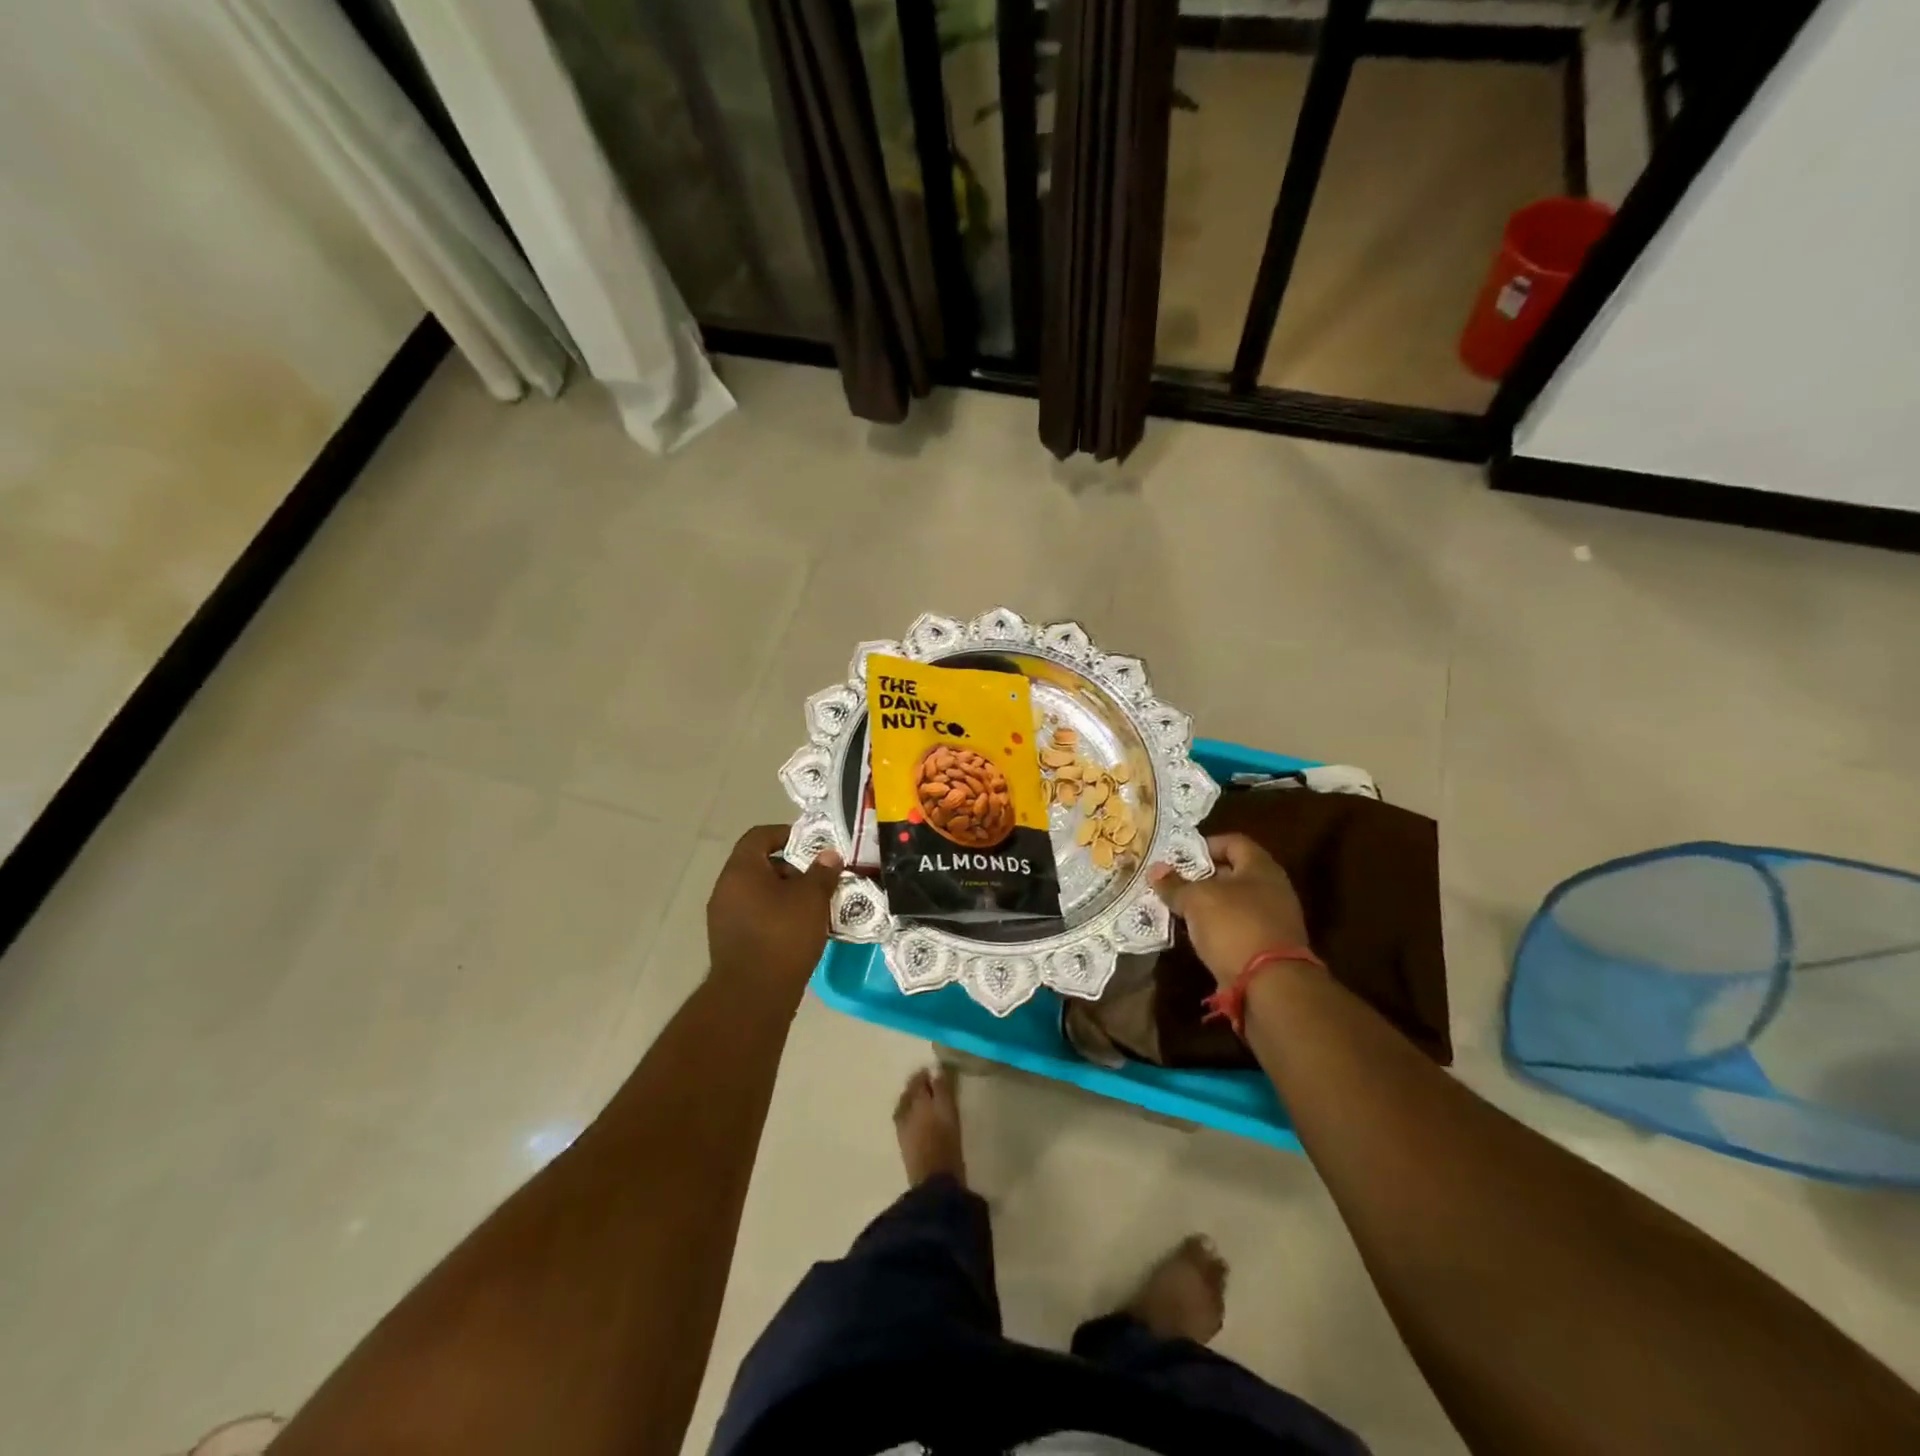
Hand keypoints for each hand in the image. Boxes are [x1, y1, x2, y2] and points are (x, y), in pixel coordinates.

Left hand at [706, 826, 843, 1004]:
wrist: (753, 995)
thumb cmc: (783, 935)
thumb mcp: (812, 898)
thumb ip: (822, 872)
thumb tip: (829, 855)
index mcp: (741, 870)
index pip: (759, 836)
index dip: (785, 834)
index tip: (811, 845)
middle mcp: (725, 889)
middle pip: (758, 865)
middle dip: (790, 868)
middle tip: (817, 879)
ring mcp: (723, 917)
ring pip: (757, 893)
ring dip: (784, 894)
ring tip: (813, 907)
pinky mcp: (729, 941)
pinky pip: (754, 915)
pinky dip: (775, 915)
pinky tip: (798, 930)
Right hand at [1150, 833, 1312, 988]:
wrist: (1271, 985)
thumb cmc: (1234, 926)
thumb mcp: (1196, 900)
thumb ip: (1175, 884)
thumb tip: (1155, 869)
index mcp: (1261, 867)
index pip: (1233, 842)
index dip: (1205, 845)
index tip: (1179, 857)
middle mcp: (1273, 889)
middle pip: (1233, 873)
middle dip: (1202, 877)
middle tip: (1174, 882)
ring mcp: (1274, 920)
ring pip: (1234, 903)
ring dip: (1208, 906)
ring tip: (1179, 909)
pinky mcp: (1269, 948)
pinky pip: (1237, 929)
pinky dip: (1217, 929)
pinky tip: (1196, 935)